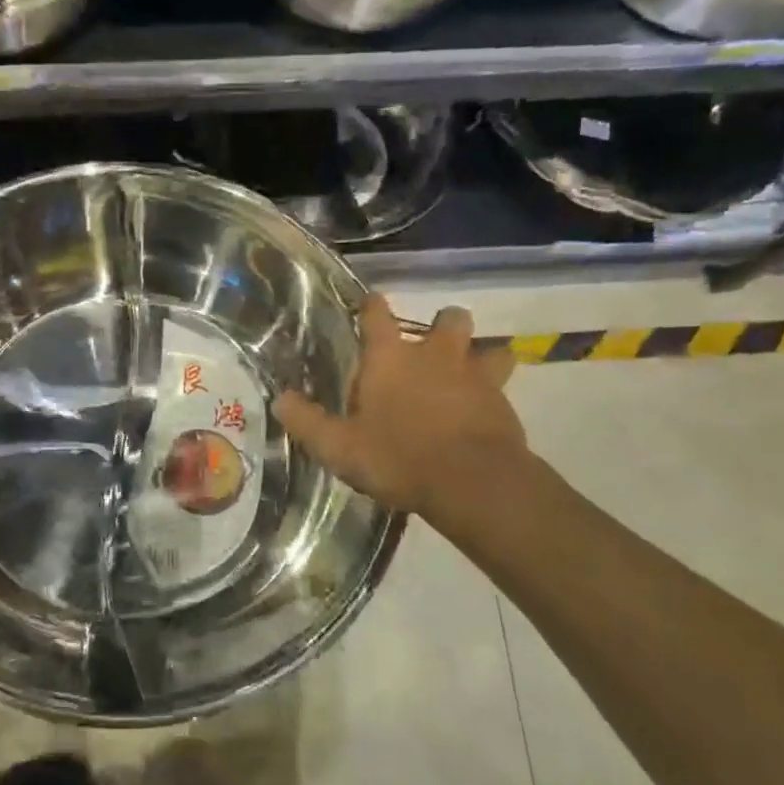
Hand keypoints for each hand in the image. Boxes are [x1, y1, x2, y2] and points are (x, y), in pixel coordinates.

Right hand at [274, 296, 528, 520]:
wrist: (472, 482)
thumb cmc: (397, 457)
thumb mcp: (339, 447)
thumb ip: (308, 422)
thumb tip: (280, 400)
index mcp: (390, 359)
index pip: (377, 315)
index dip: (372, 305)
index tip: (370, 302)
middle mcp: (435, 355)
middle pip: (449, 318)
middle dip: (442, 325)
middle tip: (431, 348)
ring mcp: (475, 375)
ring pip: (488, 347)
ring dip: (479, 355)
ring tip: (468, 375)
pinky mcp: (503, 402)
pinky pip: (502, 385)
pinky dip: (494, 393)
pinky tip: (485, 412)